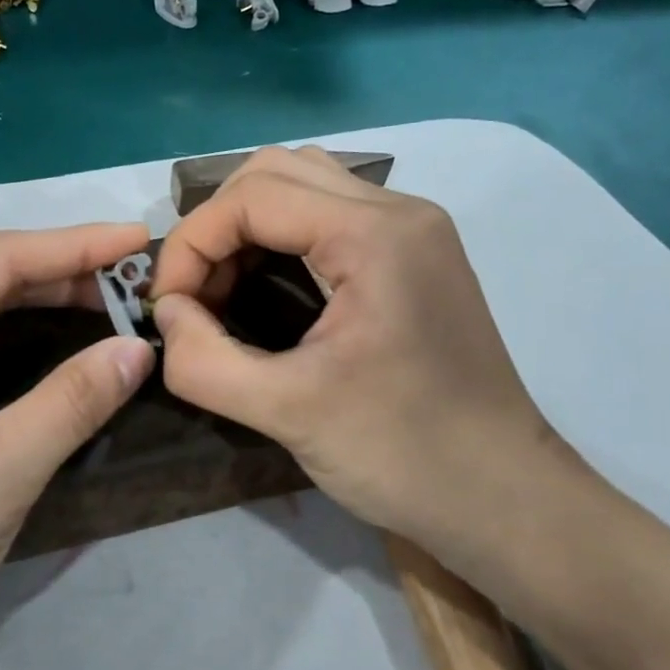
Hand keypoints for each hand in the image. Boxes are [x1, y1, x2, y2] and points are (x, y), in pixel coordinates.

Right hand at [149, 146, 574, 560]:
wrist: (502, 496)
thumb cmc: (403, 454)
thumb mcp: (288, 411)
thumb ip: (204, 360)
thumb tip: (167, 316)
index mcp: (375, 233)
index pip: (253, 196)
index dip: (192, 243)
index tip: (168, 307)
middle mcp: (399, 210)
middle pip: (276, 172)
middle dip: (217, 227)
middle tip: (196, 294)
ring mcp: (413, 230)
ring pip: (304, 185)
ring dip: (248, 226)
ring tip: (224, 290)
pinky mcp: (414, 256)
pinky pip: (330, 215)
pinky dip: (282, 238)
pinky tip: (267, 288)